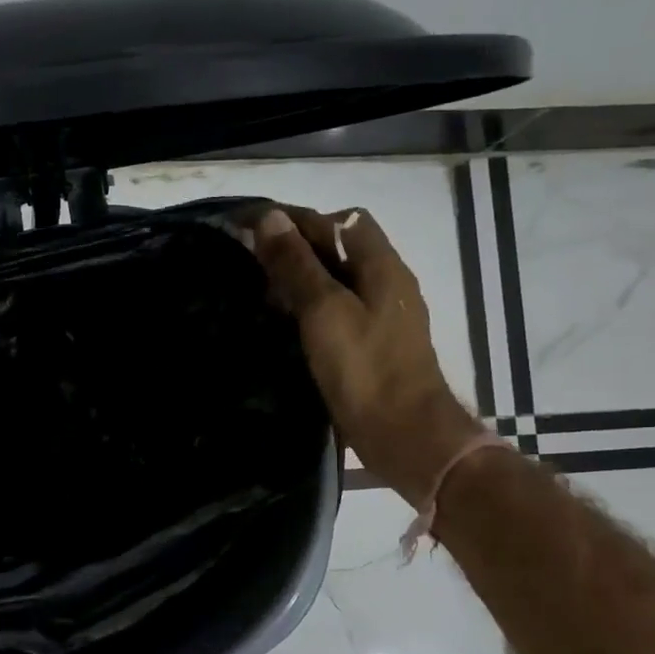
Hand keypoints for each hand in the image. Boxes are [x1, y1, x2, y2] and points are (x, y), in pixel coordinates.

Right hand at [252, 207, 482, 505]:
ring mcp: (383, 315)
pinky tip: (285, 321)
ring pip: (337, 278)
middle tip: (249, 258)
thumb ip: (298, 265)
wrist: (405, 436)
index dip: (293, 217)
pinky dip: (309, 304)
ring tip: (259, 287)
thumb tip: (270, 218)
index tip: (249, 225)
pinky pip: (337, 308)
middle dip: (295, 244)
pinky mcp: (373, 344)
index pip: (337, 221)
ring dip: (301, 275)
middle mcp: (386, 282)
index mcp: (381, 265)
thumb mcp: (325, 311)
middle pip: (339, 246)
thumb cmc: (365, 370)